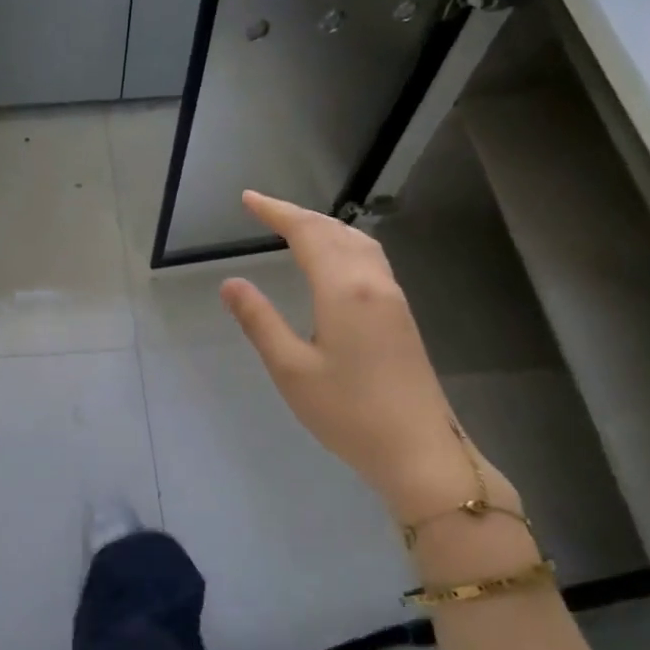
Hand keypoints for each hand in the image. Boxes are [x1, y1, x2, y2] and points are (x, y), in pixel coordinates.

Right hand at [219, 190, 514, 524]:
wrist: (418, 450)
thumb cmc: (347, 412)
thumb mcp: (290, 368)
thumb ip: (259, 321)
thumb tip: (231, 283)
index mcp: (345, 290)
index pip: (308, 234)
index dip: (276, 212)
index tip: (247, 199)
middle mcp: (374, 283)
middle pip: (336, 231)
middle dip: (298, 215)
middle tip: (264, 210)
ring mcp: (394, 299)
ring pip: (359, 244)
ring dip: (325, 228)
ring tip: (295, 227)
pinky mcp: (401, 317)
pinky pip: (370, 261)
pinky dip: (343, 245)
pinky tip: (334, 262)